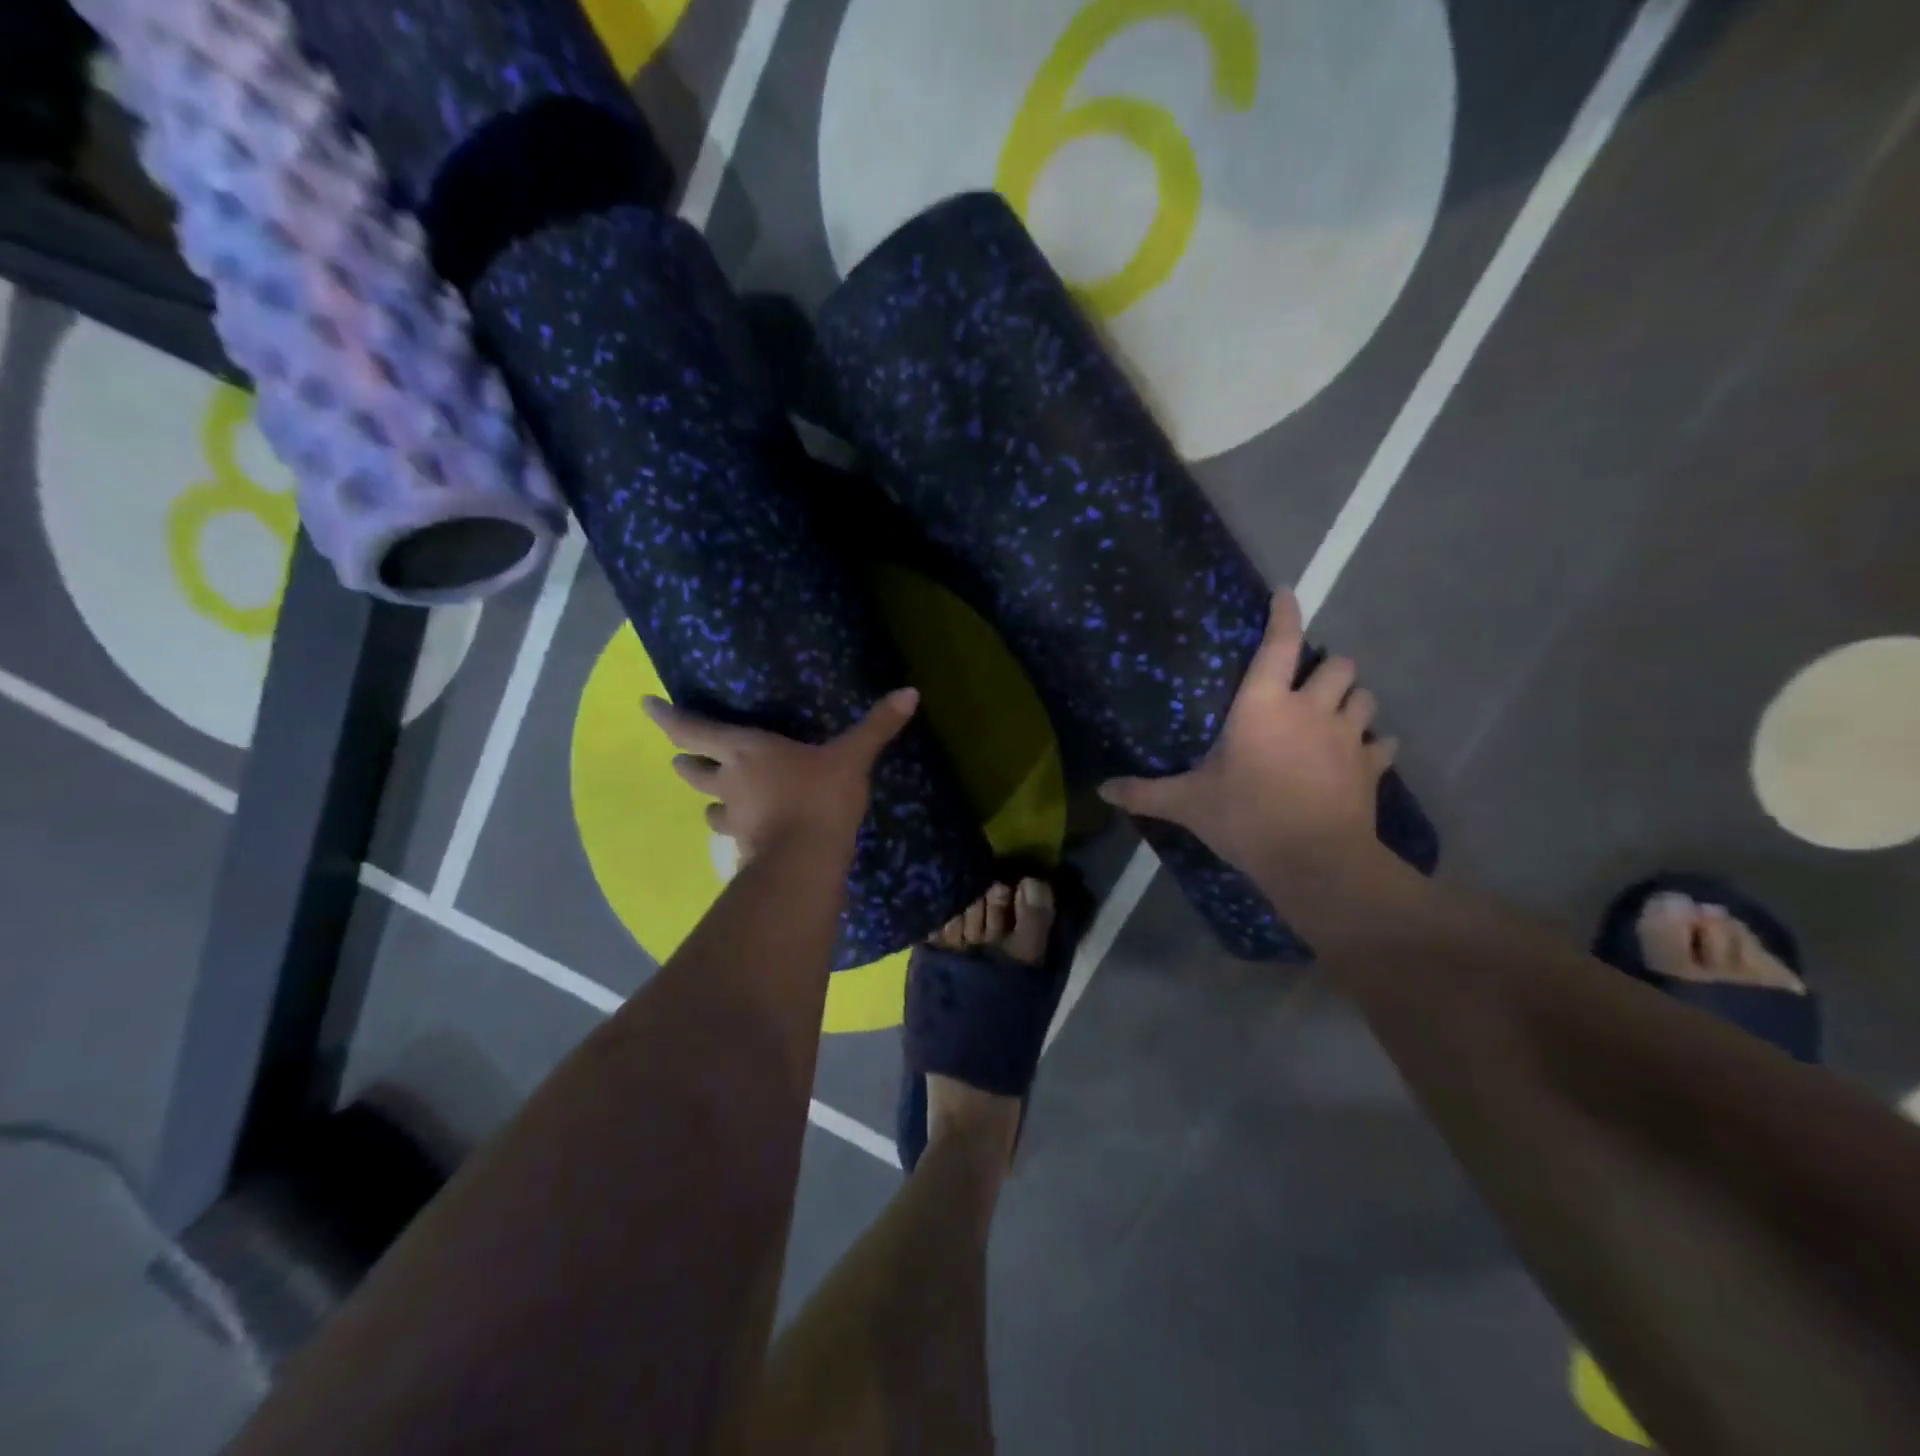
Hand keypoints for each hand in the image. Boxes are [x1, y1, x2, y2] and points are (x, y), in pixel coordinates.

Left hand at [644, 688, 919, 863]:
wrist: (806, 861)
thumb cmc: (820, 796)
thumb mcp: (852, 757)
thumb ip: (878, 726)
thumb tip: (911, 692)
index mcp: (746, 750)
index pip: (693, 729)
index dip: (667, 717)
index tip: (645, 704)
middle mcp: (730, 782)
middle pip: (693, 770)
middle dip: (685, 760)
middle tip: (681, 756)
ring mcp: (734, 819)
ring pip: (709, 808)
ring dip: (710, 801)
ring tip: (718, 800)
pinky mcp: (745, 849)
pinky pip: (733, 836)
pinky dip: (736, 831)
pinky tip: (748, 834)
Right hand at [1098, 590, 1394, 878]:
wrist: (1314, 859)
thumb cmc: (1246, 817)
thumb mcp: (1187, 804)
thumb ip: (1145, 792)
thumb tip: (1102, 790)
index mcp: (1263, 705)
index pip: (1280, 644)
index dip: (1284, 613)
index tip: (1285, 593)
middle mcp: (1311, 709)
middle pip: (1338, 664)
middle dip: (1328, 667)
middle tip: (1309, 683)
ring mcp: (1347, 737)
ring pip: (1365, 697)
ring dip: (1352, 699)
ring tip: (1336, 713)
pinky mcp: (1371, 768)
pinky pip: (1382, 743)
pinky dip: (1374, 744)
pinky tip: (1363, 754)